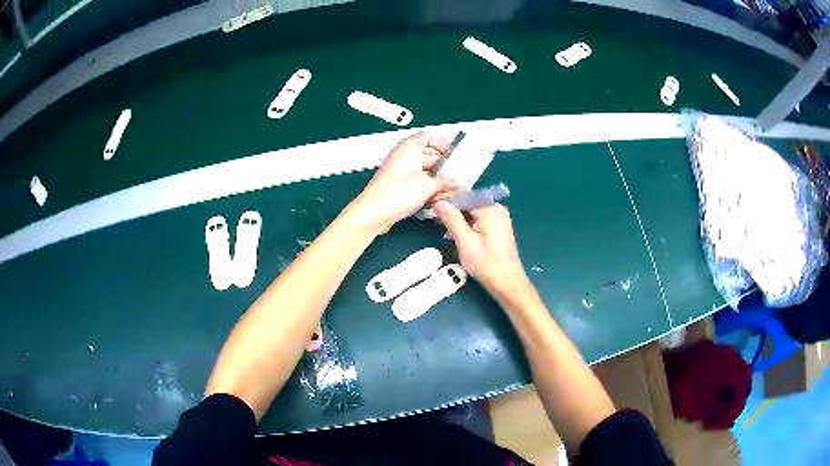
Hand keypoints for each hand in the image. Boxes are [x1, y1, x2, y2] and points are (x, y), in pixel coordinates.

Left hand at [351, 132, 456, 232]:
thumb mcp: (428, 185)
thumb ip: (446, 182)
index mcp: (409, 147)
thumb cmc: (395, 193)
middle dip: (443, 170)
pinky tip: (435, 201)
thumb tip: (457, 183)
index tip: (454, 155)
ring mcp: (400, 171)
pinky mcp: (398, 186)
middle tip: (456, 180)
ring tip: (447, 194)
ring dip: (437, 183)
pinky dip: (427, 190)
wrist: (373, 213)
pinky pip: (417, 184)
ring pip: (425, 173)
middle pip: (430, 157)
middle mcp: (404, 156)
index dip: (443, 144)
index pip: (429, 137)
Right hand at [434, 201, 528, 297]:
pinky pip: (478, 219)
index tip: (429, 203)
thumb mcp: (465, 241)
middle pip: (468, 202)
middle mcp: (496, 208)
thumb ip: (452, 219)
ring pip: (472, 211)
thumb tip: (439, 203)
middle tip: (431, 213)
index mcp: (490, 209)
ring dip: (457, 217)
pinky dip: (466, 223)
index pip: (463, 195)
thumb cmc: (486, 263)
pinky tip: (454, 232)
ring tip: (439, 224)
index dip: (445, 198)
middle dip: (450, 208)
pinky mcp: (497, 227)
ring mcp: (498, 218)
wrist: (508, 283)